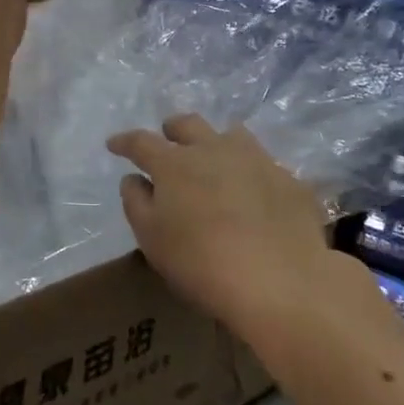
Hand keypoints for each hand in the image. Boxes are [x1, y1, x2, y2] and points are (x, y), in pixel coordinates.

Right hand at [109, 114, 332, 332]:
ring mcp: (256, 160)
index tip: (114, 144)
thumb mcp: (152, 238)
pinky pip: (264, 165)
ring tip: (214, 161)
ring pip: (231, 134)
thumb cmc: (201, 262)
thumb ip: (136, 202)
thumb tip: (134, 179)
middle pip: (188, 124)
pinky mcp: (289, 179)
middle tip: (167, 143)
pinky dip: (250, 173)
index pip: (141, 142)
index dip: (125, 142)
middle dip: (172, 130)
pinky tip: (254, 195)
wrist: (280, 281)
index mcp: (174, 163)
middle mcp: (214, 149)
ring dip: (215, 142)